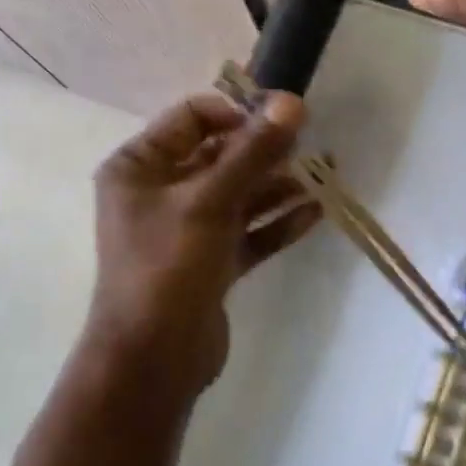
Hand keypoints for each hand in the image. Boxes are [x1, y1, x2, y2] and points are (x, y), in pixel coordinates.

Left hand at [82, 90, 320, 402]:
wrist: (152, 362)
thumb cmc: (167, 268)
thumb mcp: (210, 202)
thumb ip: (252, 152)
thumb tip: (291, 102)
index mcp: (140, 166)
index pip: (192, 117)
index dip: (238, 112)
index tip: (283, 117)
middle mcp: (160, 191)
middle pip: (220, 156)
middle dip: (265, 151)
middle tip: (311, 146)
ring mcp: (186, 229)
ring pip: (238, 195)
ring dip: (278, 185)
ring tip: (325, 175)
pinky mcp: (210, 262)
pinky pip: (247, 231)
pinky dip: (277, 222)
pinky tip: (315, 212)